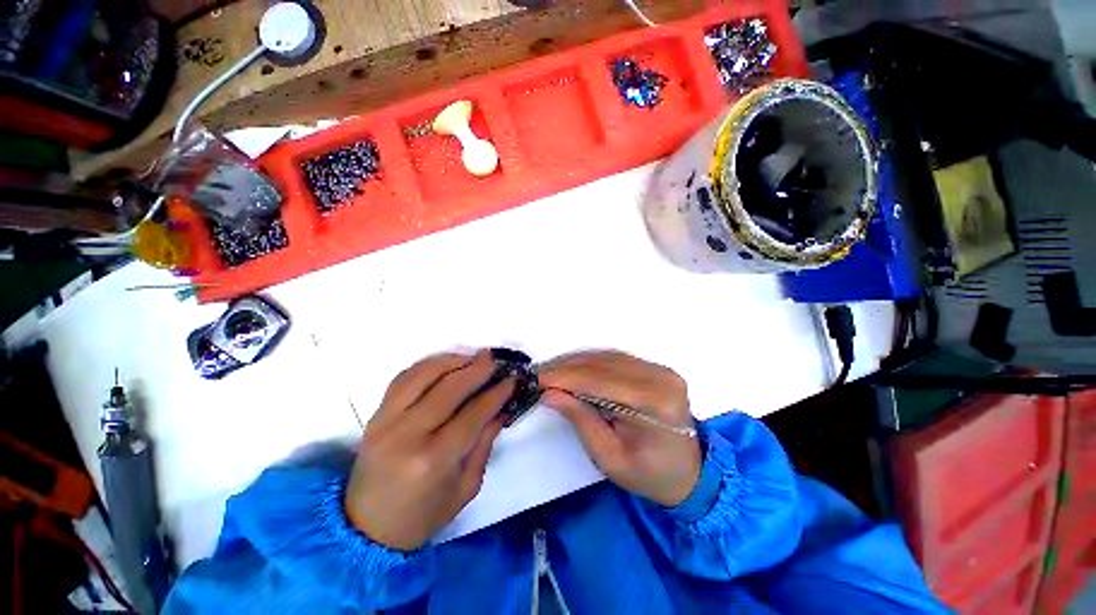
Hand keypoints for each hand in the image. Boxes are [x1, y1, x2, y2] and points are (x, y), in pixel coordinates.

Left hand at [346, 351, 513, 550]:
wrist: (367, 528)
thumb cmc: (423, 515)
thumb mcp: (466, 487)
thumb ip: (485, 443)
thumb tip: (501, 408)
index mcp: (434, 460)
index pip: (473, 414)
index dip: (496, 393)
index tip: (512, 379)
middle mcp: (408, 435)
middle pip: (449, 388)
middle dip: (476, 369)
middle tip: (494, 359)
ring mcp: (386, 422)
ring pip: (423, 375)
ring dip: (452, 361)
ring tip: (472, 358)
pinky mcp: (375, 415)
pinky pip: (403, 378)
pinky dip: (427, 366)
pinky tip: (445, 364)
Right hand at [539, 351, 700, 506]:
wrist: (687, 473)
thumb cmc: (649, 475)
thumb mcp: (609, 457)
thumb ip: (580, 420)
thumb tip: (550, 393)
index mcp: (655, 403)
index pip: (600, 380)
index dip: (565, 377)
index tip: (537, 378)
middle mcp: (661, 378)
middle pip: (603, 364)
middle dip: (567, 368)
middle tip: (540, 375)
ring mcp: (661, 370)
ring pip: (608, 357)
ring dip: (577, 363)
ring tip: (552, 373)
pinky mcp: (656, 368)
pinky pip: (616, 359)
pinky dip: (591, 363)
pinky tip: (574, 370)